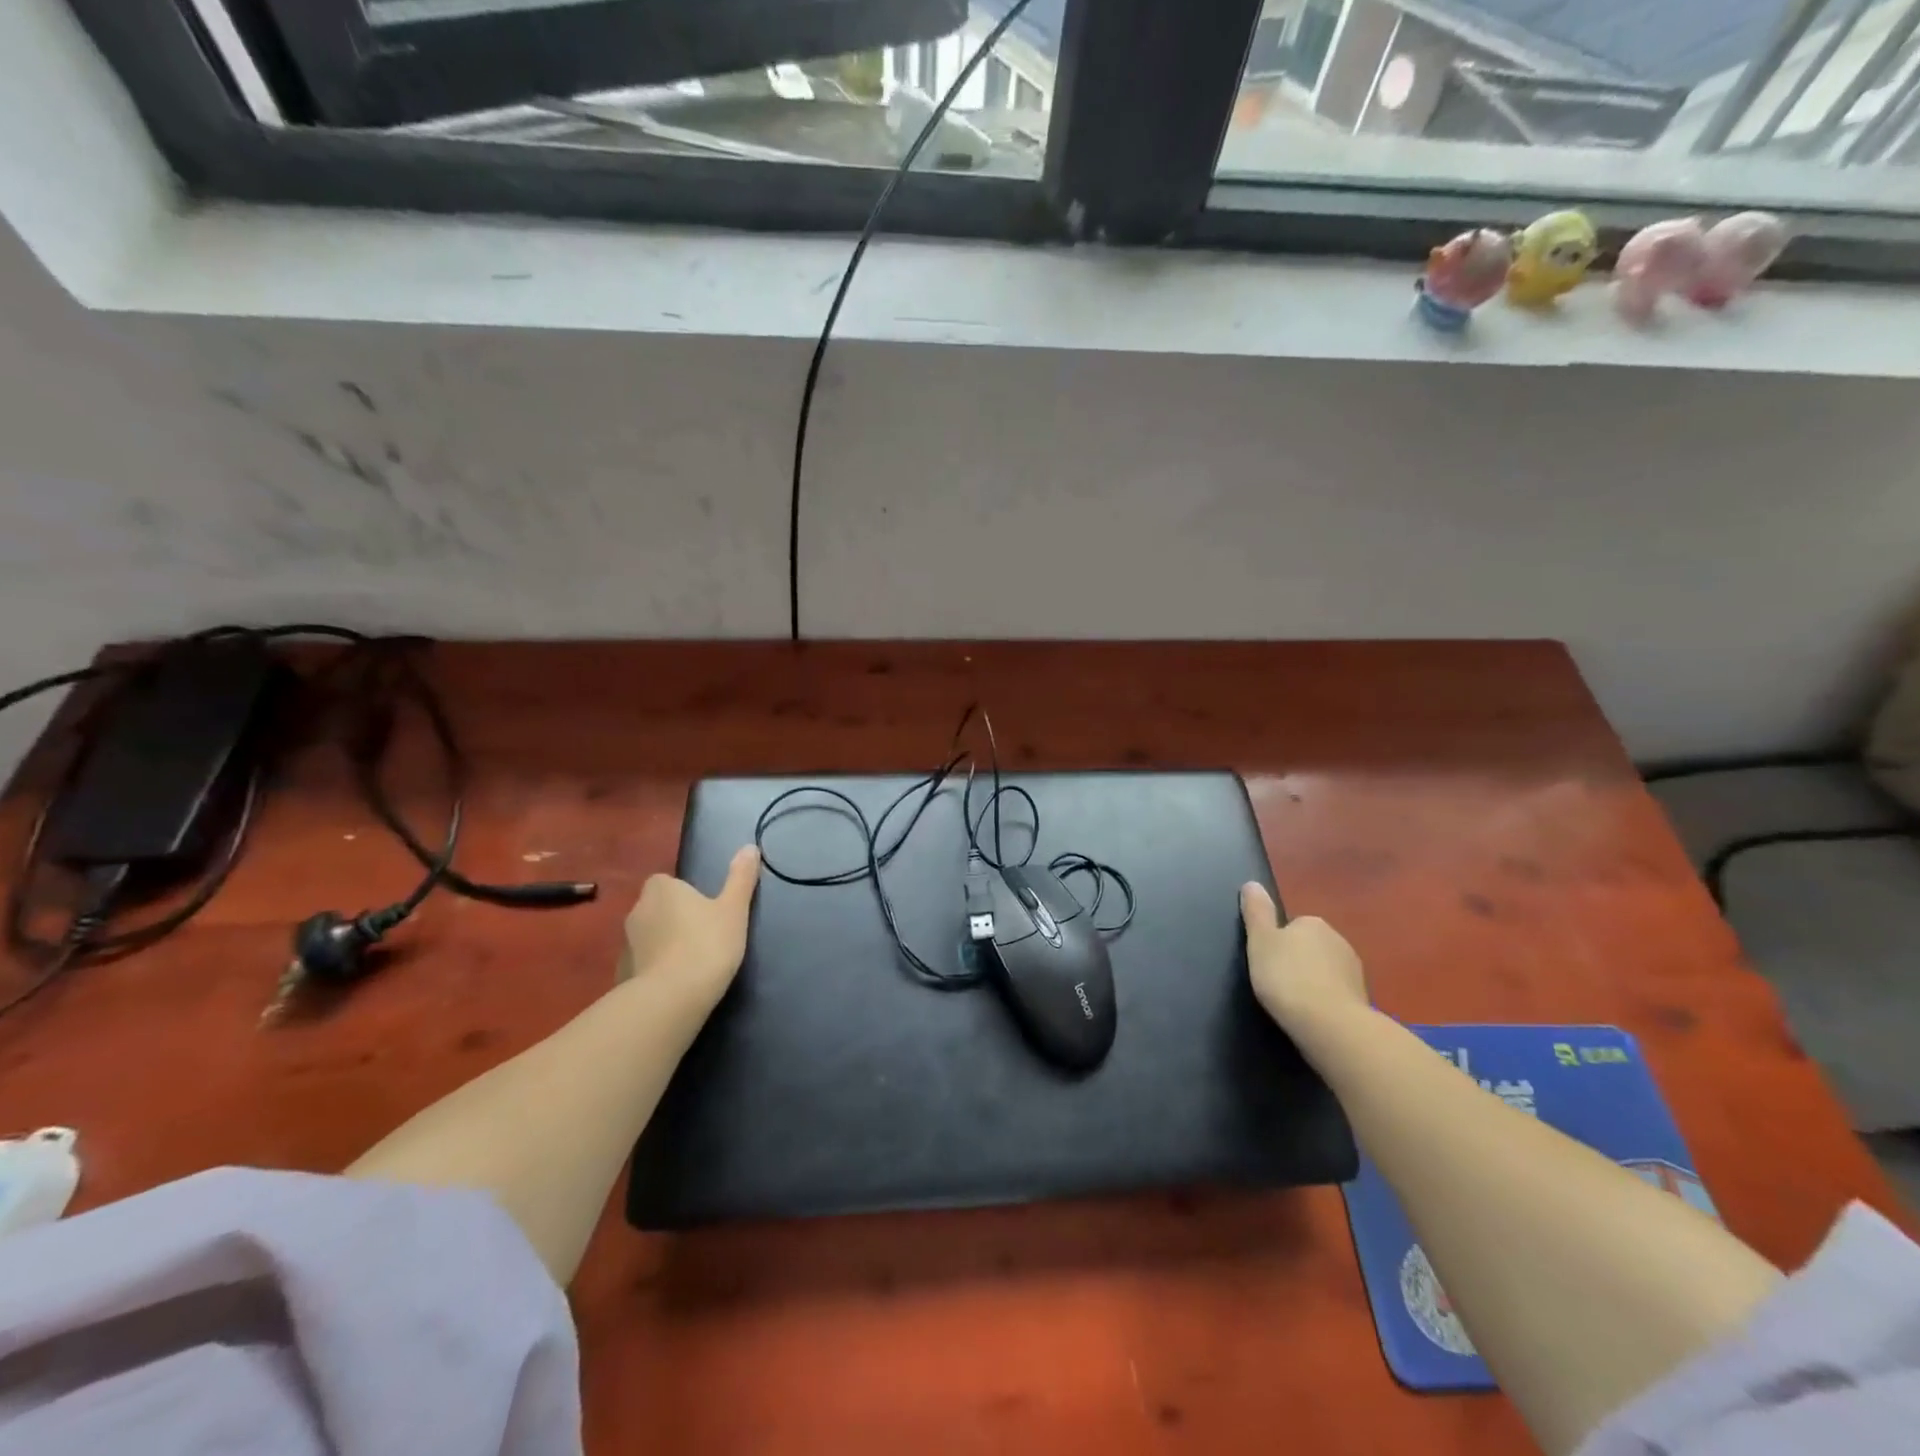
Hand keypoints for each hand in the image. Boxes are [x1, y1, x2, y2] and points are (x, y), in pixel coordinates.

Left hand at [618, 846, 760, 1005]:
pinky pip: (642, 964)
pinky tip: (675, 984)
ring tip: (691, 961)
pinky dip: (655, 969)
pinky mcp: (622, 974)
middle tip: (703, 934)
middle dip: (673, 918)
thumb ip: (741, 877)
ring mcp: (626, 945)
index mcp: (661, 890)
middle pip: (656, 908)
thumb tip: (750, 847)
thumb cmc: (707, 944)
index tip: (705, 909)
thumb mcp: (734, 909)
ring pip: (648, 937)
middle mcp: (637, 911)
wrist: (672, 998)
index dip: (683, 893)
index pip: (665, 881)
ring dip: (663, 944)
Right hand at [1240, 884, 1368, 1039]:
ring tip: (1294, 1002)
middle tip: (1277, 982)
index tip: (1267, 962)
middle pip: (1310, 947)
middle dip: (1298, 961)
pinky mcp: (1362, 998)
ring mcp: (1354, 970)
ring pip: (1325, 970)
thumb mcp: (1260, 940)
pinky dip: (1325, 999)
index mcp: (1313, 923)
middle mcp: (1338, 940)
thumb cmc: (1287, 976)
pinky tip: (1312, 1015)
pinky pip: (1336, 992)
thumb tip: (1252, 883)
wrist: (1329, 1024)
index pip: (1292, 926)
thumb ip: (1256, 912)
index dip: (1277, 943)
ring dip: (1313, 981)